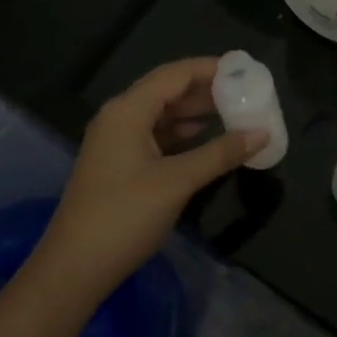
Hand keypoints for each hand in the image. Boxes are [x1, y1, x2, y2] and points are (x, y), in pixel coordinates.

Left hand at [30, 57, 265, 305]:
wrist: (74, 268)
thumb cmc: (125, 215)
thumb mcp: (178, 181)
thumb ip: (221, 153)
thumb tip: (262, 134)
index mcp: (128, 110)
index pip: (175, 74)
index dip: (210, 69)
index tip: (245, 71)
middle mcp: (119, 117)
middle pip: (167, 90)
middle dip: (206, 90)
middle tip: (245, 93)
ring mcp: (115, 141)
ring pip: (161, 114)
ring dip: (195, 112)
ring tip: (234, 112)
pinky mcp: (118, 164)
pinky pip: (155, 135)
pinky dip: (181, 134)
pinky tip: (204, 139)